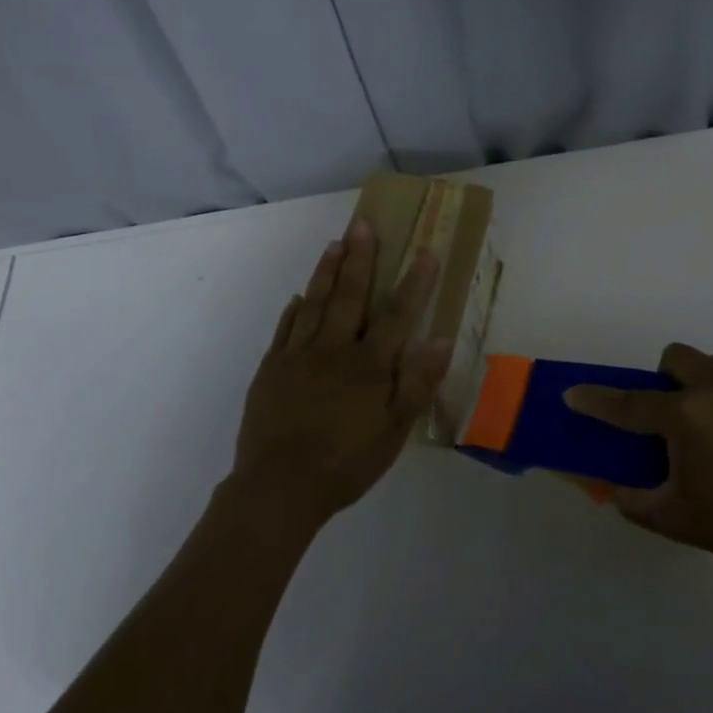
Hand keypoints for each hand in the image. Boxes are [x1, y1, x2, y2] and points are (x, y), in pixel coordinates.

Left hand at [228, 219, 451, 533]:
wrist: (278, 489)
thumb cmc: (346, 463)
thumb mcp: (394, 432)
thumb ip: (418, 384)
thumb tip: (441, 340)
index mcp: (368, 364)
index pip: (397, 313)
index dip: (414, 281)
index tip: (425, 250)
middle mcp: (334, 349)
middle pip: (350, 294)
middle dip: (360, 257)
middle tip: (363, 223)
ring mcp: (298, 356)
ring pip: (315, 302)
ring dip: (327, 271)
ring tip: (336, 243)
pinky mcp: (271, 369)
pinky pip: (285, 329)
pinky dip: (295, 309)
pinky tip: (300, 297)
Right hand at [564, 344, 712, 574]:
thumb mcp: (681, 521)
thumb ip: (635, 502)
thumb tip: (611, 485)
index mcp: (686, 416)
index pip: (628, 404)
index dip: (595, 399)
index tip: (573, 393)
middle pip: (674, 359)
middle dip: (668, 382)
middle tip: (682, 419)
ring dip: (711, 389)